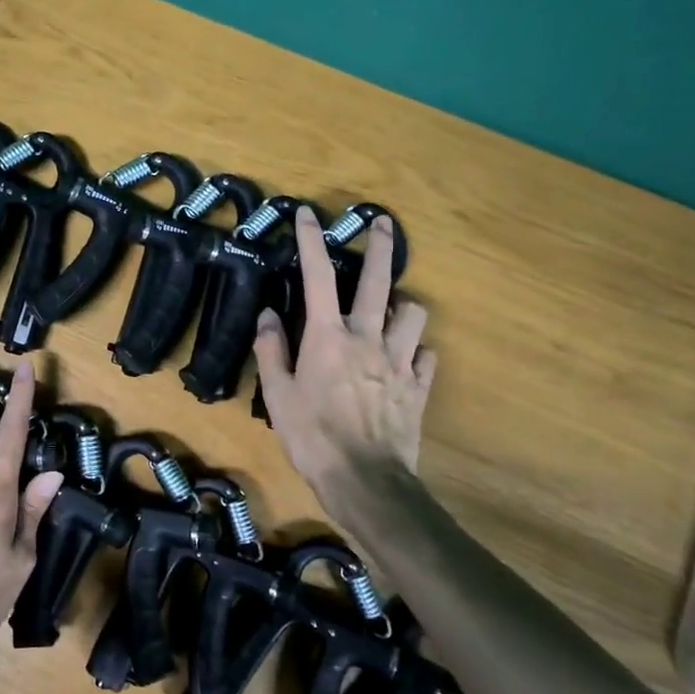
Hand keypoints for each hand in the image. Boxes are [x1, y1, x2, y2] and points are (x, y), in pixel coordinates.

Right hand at [254, 206, 436, 495]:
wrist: (365, 480)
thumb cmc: (312, 436)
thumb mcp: (277, 395)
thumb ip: (271, 351)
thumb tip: (267, 315)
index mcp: (327, 337)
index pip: (318, 277)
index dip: (311, 242)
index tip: (309, 213)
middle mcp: (367, 338)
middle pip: (378, 281)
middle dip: (380, 246)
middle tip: (382, 223)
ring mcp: (399, 361)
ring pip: (412, 313)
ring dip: (402, 304)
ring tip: (391, 308)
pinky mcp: (419, 386)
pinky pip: (427, 356)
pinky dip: (417, 351)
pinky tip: (408, 358)